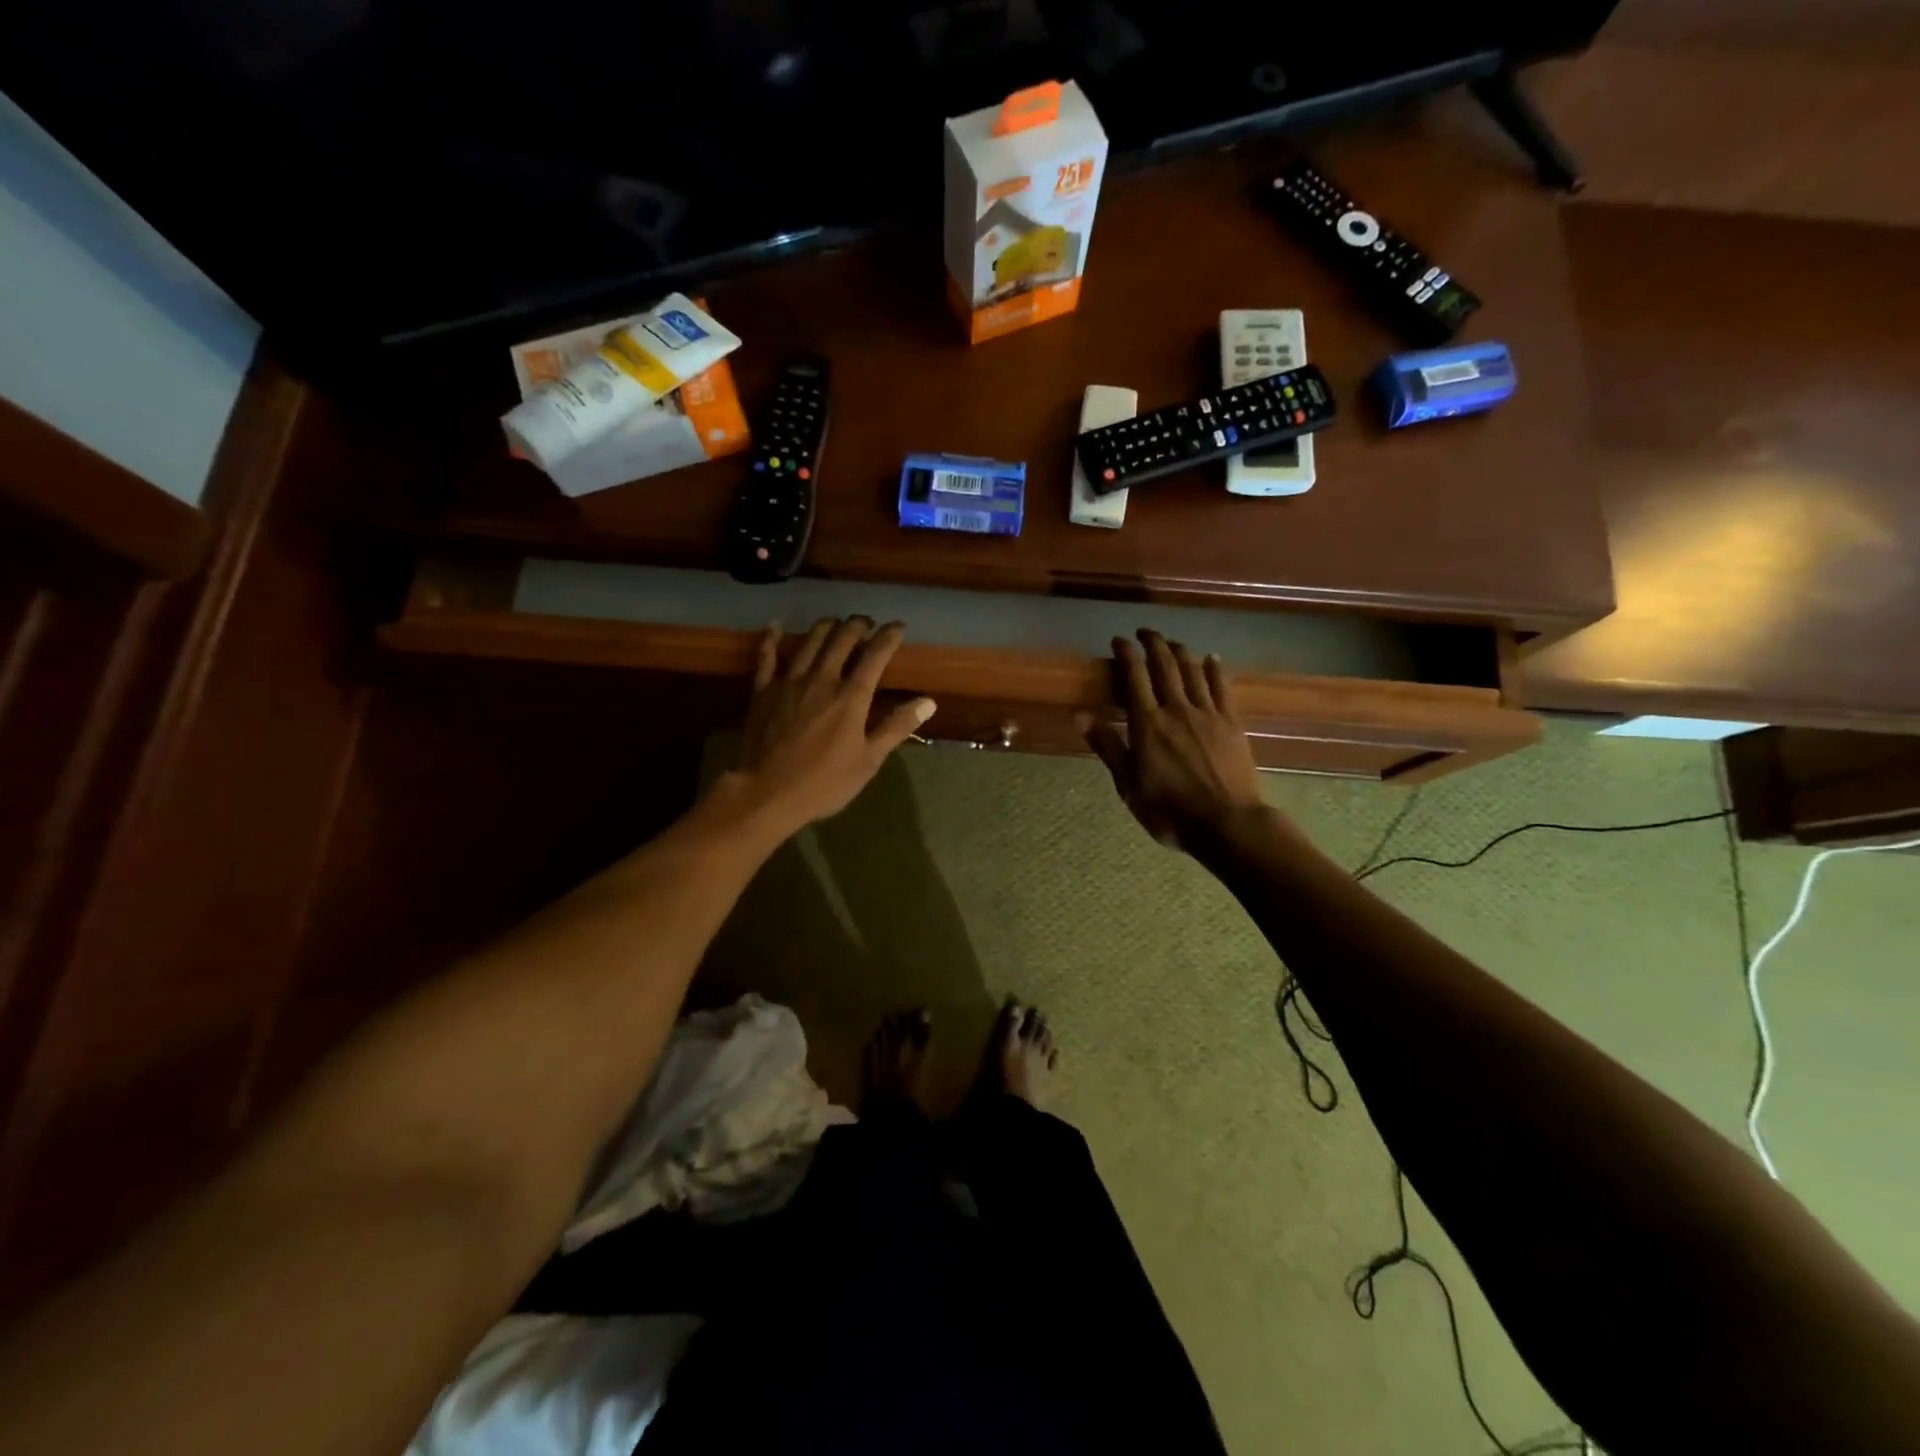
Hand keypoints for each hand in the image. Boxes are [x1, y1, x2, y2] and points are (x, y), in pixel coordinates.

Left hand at [727, 617, 935, 832]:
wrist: (767, 793)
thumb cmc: (824, 782)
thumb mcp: (868, 761)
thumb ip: (897, 727)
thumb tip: (928, 702)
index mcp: (850, 697)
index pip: (875, 656)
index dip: (889, 637)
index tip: (899, 627)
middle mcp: (821, 679)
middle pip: (841, 640)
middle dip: (857, 626)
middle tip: (866, 623)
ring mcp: (789, 682)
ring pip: (809, 642)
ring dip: (825, 627)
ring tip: (834, 622)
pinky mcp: (763, 691)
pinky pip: (766, 657)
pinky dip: (771, 638)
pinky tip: (775, 625)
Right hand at [1085, 630, 1266, 852]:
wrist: (1227, 823)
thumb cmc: (1170, 810)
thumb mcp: (1128, 785)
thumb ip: (1108, 746)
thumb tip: (1081, 715)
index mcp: (1147, 724)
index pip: (1134, 677)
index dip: (1126, 653)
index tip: (1118, 641)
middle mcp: (1177, 709)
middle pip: (1164, 665)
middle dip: (1153, 643)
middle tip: (1144, 632)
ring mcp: (1208, 713)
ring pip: (1193, 670)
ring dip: (1180, 650)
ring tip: (1171, 642)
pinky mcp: (1232, 723)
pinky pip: (1223, 686)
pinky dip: (1215, 668)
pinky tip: (1212, 658)